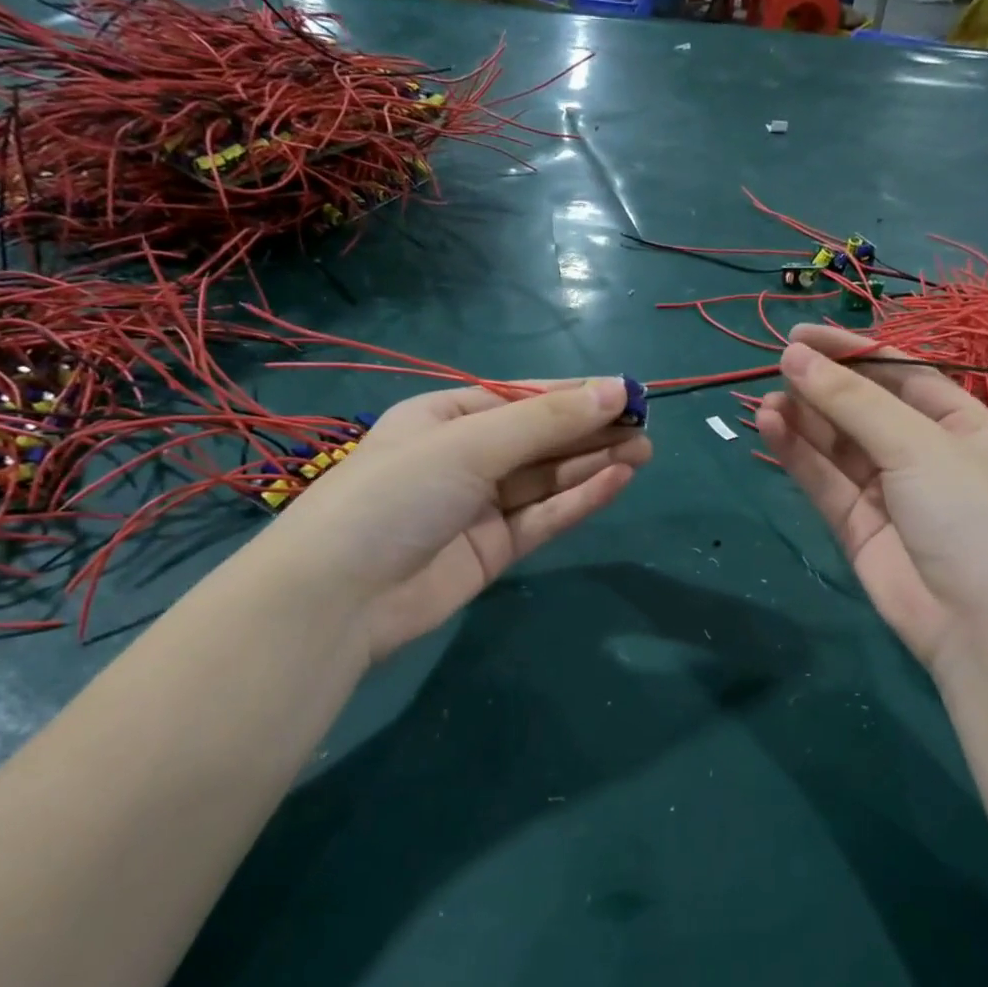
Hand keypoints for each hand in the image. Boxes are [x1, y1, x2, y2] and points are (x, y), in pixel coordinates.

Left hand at [262, 378, 649, 662]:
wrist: (341, 596)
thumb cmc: (398, 493)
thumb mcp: (471, 444)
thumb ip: (547, 421)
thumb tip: (616, 390)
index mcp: (445, 417)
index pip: (522, 398)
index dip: (575, 394)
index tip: (628, 393)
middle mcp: (463, 458)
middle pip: (540, 439)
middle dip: (591, 430)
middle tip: (646, 427)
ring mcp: (478, 507)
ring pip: (547, 479)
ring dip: (593, 463)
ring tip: (644, 451)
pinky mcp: (493, 551)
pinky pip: (543, 517)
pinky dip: (578, 499)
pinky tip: (616, 481)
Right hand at [756, 325, 987, 673]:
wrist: (982, 623)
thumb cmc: (969, 514)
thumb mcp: (917, 445)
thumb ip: (852, 402)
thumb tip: (794, 357)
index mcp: (956, 421)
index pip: (897, 373)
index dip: (850, 352)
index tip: (800, 336)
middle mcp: (920, 452)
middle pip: (861, 407)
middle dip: (822, 386)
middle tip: (777, 366)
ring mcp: (886, 491)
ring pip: (835, 445)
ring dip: (803, 420)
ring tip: (766, 400)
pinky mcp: (855, 526)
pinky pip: (824, 481)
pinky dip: (797, 455)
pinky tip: (770, 427)